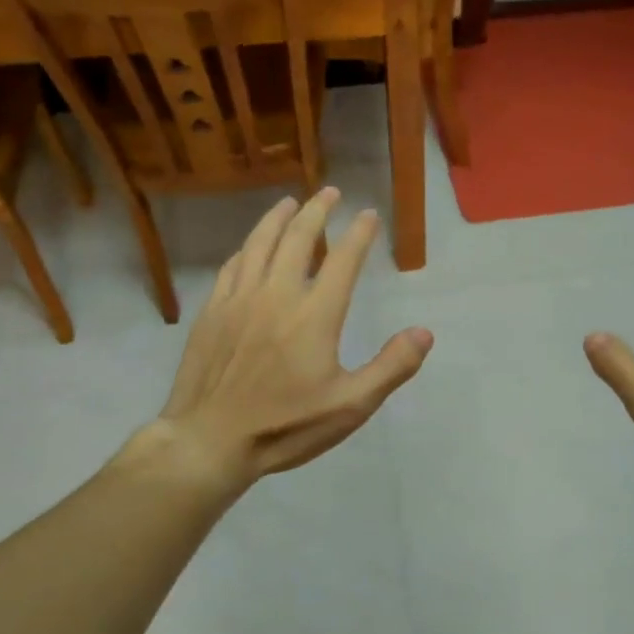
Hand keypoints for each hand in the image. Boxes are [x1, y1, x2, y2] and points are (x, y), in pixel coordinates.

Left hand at [141, 189, 432, 488]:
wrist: (209, 441)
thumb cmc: (285, 426)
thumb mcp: (351, 406)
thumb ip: (391, 367)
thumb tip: (424, 332)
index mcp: (314, 314)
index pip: (343, 260)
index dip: (359, 234)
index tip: (369, 214)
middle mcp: (277, 294)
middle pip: (299, 238)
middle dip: (317, 210)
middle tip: (330, 192)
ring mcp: (239, 300)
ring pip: (260, 243)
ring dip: (278, 218)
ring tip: (290, 202)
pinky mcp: (212, 312)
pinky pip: (232, 266)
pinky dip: (247, 247)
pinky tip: (251, 246)